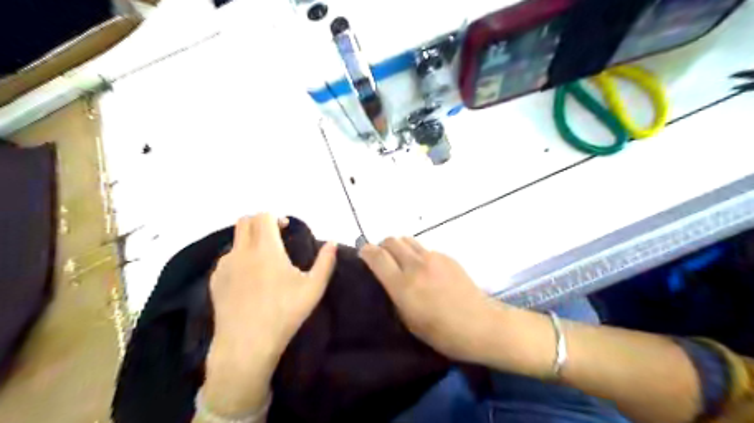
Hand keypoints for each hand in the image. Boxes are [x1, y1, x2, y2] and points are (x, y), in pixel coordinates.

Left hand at [204, 212, 337, 413]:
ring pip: (235, 239)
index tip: (284, 227)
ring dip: (249, 239)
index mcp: (266, 249)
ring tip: (262, 259)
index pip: (263, 216)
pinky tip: (249, 277)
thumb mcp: (313, 288)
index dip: (275, 217)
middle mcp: (242, 251)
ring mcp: (225, 265)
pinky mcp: (215, 280)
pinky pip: (227, 258)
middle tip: (274, 236)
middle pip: (245, 221)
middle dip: (260, 222)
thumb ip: (326, 262)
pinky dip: (239, 257)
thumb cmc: (284, 314)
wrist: (246, 344)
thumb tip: (332, 242)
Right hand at [359, 238, 505, 363]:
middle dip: (382, 246)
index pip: (377, 256)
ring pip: (408, 240)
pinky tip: (426, 270)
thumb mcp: (408, 321)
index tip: (363, 254)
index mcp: (403, 285)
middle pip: (391, 240)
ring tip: (403, 262)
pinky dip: (418, 254)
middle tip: (383, 259)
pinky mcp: (447, 256)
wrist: (480, 324)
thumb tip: (386, 279)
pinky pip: (425, 248)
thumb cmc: (442, 333)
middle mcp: (416, 265)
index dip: (366, 251)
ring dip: (400, 247)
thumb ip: (394, 295)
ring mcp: (433, 258)